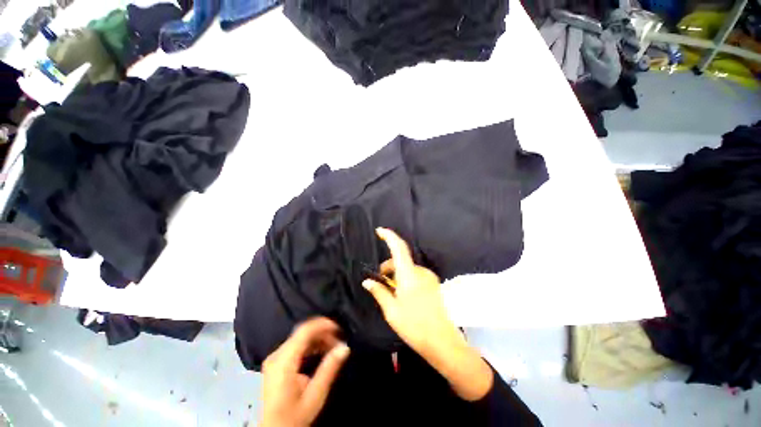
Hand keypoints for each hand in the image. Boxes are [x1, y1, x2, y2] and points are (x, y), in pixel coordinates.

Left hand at [260, 317, 349, 426]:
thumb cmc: (292, 418)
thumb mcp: (314, 396)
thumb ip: (329, 369)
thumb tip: (344, 347)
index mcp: (283, 361)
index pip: (305, 330)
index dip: (323, 324)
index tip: (339, 328)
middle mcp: (276, 356)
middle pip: (302, 333)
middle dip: (323, 333)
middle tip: (338, 342)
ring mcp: (274, 359)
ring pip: (299, 338)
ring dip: (317, 339)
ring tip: (332, 347)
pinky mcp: (275, 364)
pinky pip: (294, 346)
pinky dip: (309, 345)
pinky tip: (319, 353)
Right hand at [362, 227, 458, 357]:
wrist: (444, 342)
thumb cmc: (415, 326)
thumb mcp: (392, 311)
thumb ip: (379, 292)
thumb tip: (367, 281)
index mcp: (409, 275)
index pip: (399, 248)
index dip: (389, 236)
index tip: (379, 231)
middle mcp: (421, 271)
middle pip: (401, 260)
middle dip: (388, 266)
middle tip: (380, 282)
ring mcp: (429, 277)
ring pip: (408, 268)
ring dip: (397, 274)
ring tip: (392, 293)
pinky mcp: (434, 284)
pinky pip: (416, 275)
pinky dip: (406, 279)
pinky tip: (404, 295)